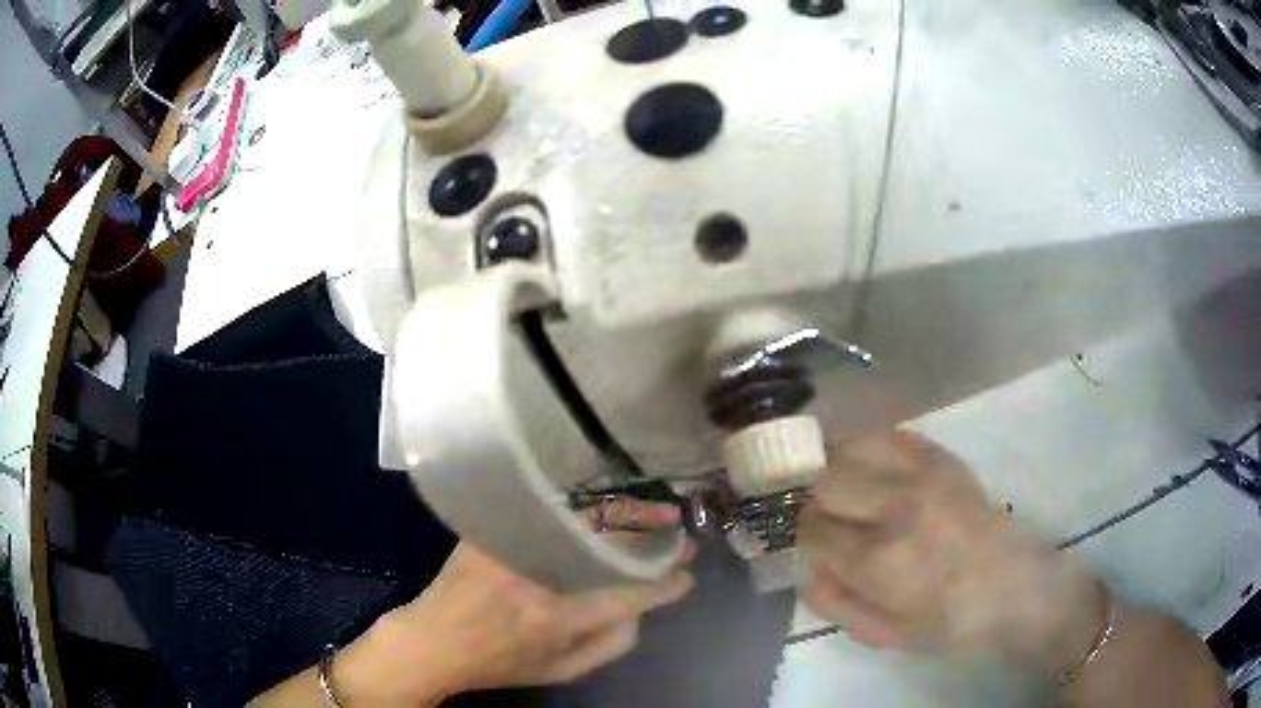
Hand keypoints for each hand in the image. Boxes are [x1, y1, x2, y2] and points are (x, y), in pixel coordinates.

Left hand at [334, 500, 692, 705]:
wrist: (433, 641)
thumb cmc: (498, 664)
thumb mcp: (559, 673)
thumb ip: (608, 647)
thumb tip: (640, 613)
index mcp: (554, 616)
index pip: (626, 594)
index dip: (663, 585)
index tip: (685, 576)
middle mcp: (535, 573)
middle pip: (607, 543)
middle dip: (653, 536)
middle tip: (680, 532)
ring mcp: (510, 544)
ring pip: (580, 520)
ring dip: (624, 515)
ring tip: (652, 514)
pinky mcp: (491, 529)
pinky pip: (547, 512)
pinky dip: (583, 510)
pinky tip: (604, 510)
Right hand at [799, 432, 1105, 675]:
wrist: (1016, 588)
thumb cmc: (950, 623)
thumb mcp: (885, 635)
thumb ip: (836, 603)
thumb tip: (807, 568)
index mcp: (879, 560)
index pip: (812, 528)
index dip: (806, 538)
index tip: (816, 546)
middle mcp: (896, 507)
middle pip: (824, 480)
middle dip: (816, 501)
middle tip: (831, 518)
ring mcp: (923, 475)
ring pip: (851, 445)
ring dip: (837, 466)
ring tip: (845, 486)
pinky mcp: (943, 458)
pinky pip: (890, 434)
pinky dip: (870, 446)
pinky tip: (874, 466)